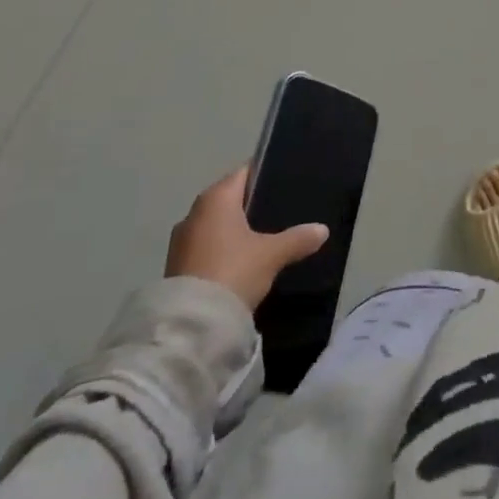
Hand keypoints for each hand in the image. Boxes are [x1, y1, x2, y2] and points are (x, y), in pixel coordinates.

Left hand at [164, 165, 328, 309]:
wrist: (192, 325)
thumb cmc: (233, 271)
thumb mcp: (272, 255)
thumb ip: (298, 238)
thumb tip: (323, 230)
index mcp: (216, 197)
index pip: (244, 173)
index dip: (264, 176)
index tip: (284, 184)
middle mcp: (194, 211)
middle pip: (229, 199)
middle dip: (250, 206)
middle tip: (278, 214)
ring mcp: (181, 240)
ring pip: (215, 225)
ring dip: (233, 231)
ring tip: (261, 241)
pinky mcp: (175, 266)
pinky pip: (204, 247)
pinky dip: (220, 250)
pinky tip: (239, 264)